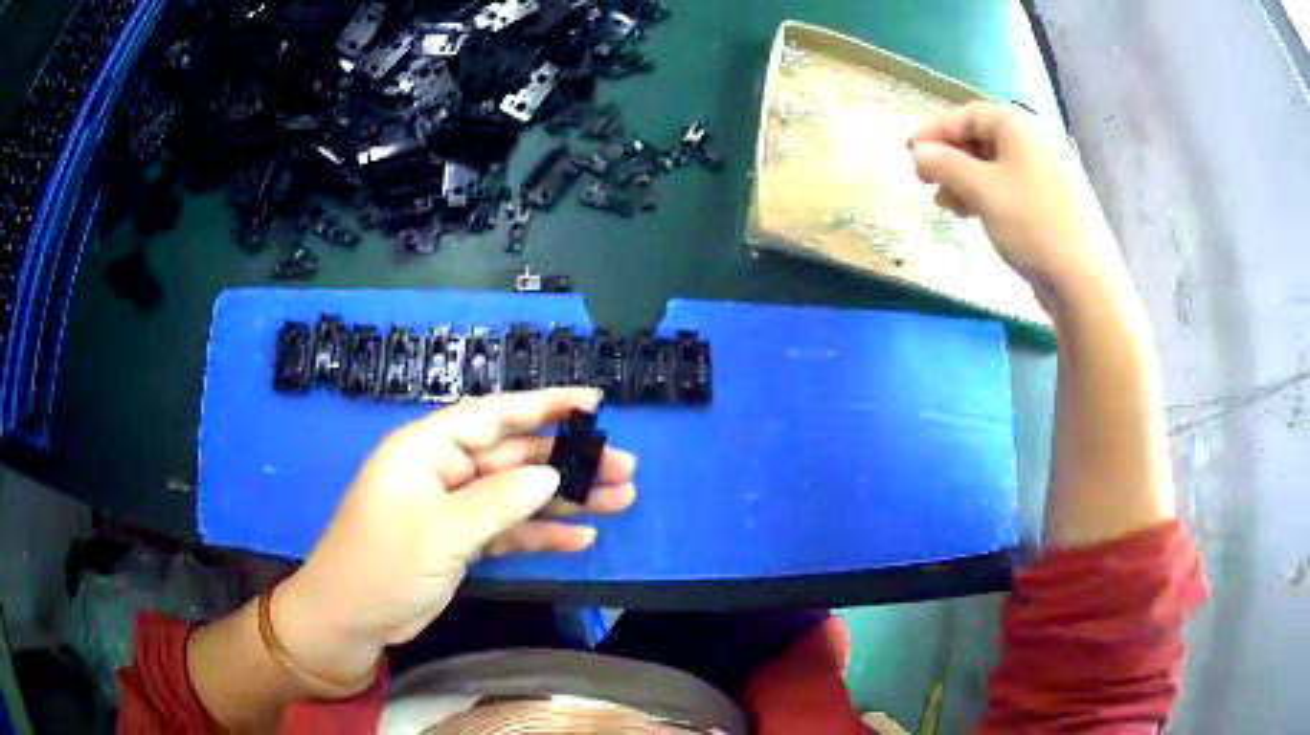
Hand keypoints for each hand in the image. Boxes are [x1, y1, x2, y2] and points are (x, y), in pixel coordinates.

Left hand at [272, 388, 635, 689]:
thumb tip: (550, 477)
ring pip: (518, 496)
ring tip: (619, 498)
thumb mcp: (439, 531)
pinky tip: (581, 538)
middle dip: (567, 462)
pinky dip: (542, 535)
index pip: (492, 416)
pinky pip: (509, 532)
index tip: (592, 404)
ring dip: (565, 499)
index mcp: (426, 450)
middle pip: (514, 459)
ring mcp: (453, 510)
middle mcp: (442, 472)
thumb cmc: (382, 564)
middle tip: (623, 467)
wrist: (349, 621)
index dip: (543, 406)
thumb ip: (498, 501)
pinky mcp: (460, 544)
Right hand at [908, 101, 1128, 308]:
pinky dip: (989, 195)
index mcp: (1019, 126)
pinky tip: (974, 214)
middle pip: (983, 138)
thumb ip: (946, 165)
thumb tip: (919, 152)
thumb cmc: (1031, 224)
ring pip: (997, 165)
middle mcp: (1036, 141)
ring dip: (966, 180)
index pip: (967, 115)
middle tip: (925, 181)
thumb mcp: (981, 190)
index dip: (935, 131)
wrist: (1084, 280)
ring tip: (945, 205)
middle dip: (951, 159)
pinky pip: (1013, 186)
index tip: (908, 152)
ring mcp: (1050, 172)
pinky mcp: (1056, 201)